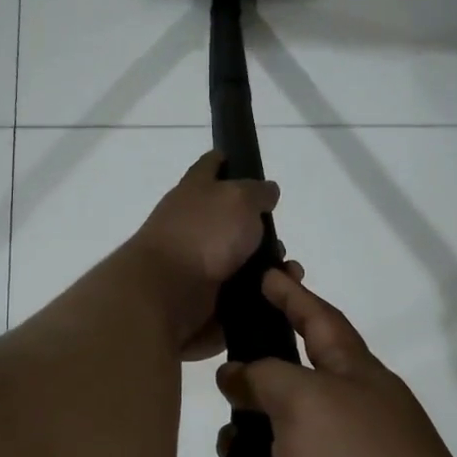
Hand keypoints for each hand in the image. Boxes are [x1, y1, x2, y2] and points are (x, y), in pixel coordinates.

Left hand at [127, 151, 279, 358]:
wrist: (168, 294)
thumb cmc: (202, 235)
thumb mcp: (239, 199)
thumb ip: (257, 192)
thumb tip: (267, 193)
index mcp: (196, 190)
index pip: (212, 165)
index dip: (228, 161)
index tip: (247, 165)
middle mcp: (194, 224)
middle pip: (234, 220)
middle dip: (263, 231)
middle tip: (280, 243)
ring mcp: (198, 262)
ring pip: (244, 261)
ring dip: (269, 267)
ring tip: (288, 274)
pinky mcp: (207, 296)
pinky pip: (243, 294)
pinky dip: (263, 295)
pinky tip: (278, 295)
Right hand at [210, 268, 456, 456]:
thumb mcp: (309, 406)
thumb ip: (267, 378)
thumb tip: (238, 373)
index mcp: (356, 379)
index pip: (319, 320)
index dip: (292, 294)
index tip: (266, 271)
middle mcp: (352, 421)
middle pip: (288, 395)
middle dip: (250, 406)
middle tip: (224, 418)